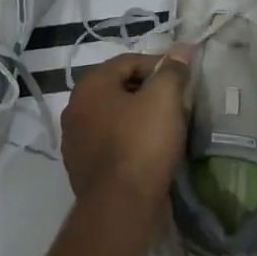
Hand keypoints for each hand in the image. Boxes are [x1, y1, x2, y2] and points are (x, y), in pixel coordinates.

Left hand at [61, 46, 194, 202]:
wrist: (121, 207)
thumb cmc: (142, 143)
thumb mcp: (164, 98)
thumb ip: (172, 70)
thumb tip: (181, 48)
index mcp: (90, 85)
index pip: (128, 61)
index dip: (158, 65)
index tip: (181, 79)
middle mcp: (75, 108)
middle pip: (118, 88)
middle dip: (148, 91)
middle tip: (176, 102)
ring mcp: (74, 141)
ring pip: (113, 117)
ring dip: (137, 117)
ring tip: (165, 127)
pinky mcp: (81, 168)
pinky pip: (109, 143)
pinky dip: (128, 141)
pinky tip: (148, 152)